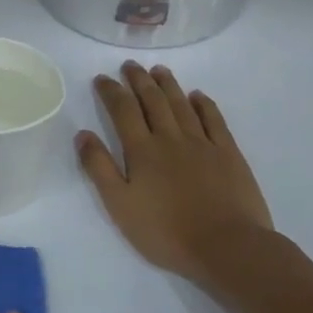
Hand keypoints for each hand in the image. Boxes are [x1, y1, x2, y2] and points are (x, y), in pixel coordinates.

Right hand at [76, 62, 277, 297]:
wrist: (227, 247)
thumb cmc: (166, 232)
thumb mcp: (120, 205)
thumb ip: (99, 168)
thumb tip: (83, 134)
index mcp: (142, 150)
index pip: (123, 111)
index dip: (111, 91)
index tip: (102, 78)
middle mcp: (170, 138)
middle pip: (153, 101)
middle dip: (139, 80)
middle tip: (129, 65)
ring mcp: (203, 144)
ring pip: (182, 105)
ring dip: (168, 85)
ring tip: (158, 70)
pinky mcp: (229, 154)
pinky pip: (214, 120)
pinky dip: (204, 104)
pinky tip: (198, 96)